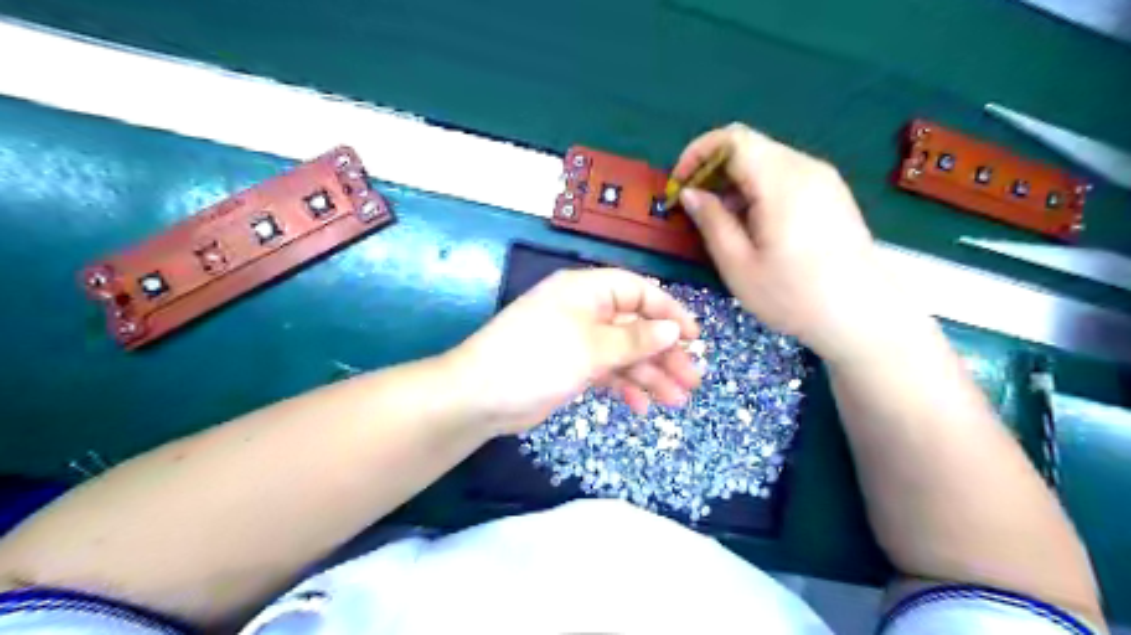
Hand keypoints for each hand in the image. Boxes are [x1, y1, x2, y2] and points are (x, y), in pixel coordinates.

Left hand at [448, 267, 699, 436]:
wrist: (480, 396)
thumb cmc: (538, 358)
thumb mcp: (591, 347)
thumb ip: (635, 339)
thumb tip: (672, 330)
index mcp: (587, 291)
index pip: (638, 291)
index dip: (669, 312)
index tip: (694, 337)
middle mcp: (584, 311)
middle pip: (635, 326)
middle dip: (664, 353)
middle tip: (693, 380)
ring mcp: (577, 341)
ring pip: (623, 353)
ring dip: (649, 375)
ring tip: (676, 401)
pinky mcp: (570, 367)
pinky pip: (606, 372)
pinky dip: (624, 387)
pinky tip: (641, 407)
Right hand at [674, 125, 897, 361]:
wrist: (860, 316)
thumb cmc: (793, 295)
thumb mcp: (738, 265)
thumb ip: (711, 221)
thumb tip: (690, 193)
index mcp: (781, 182)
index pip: (732, 139)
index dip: (698, 153)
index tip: (680, 184)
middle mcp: (805, 168)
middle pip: (749, 145)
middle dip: (713, 168)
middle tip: (695, 206)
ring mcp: (823, 178)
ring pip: (766, 159)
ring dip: (735, 180)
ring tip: (722, 220)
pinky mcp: (831, 192)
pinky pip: (785, 175)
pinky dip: (758, 188)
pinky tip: (753, 223)